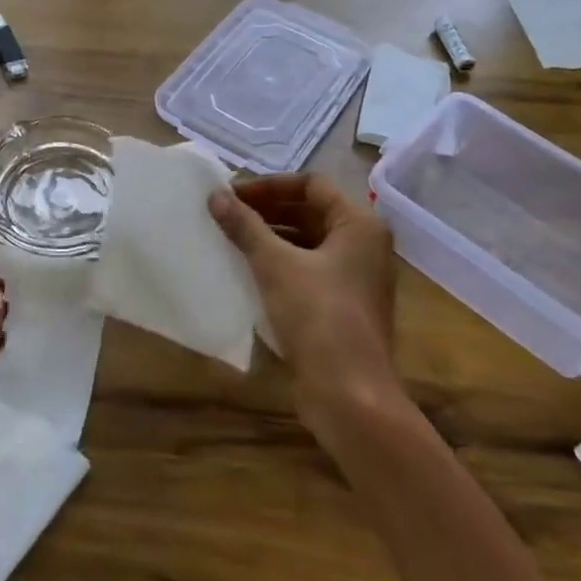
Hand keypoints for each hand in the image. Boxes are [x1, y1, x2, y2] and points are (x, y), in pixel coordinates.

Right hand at [208, 174, 398, 426]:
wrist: (350, 396)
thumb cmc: (319, 317)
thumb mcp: (275, 265)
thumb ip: (245, 226)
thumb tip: (215, 195)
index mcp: (359, 225)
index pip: (311, 184)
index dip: (269, 185)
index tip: (233, 194)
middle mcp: (364, 245)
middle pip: (311, 211)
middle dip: (267, 209)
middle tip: (226, 213)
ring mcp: (357, 277)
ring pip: (308, 242)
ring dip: (271, 236)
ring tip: (231, 238)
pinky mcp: (344, 305)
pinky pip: (309, 269)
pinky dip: (280, 263)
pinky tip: (247, 270)